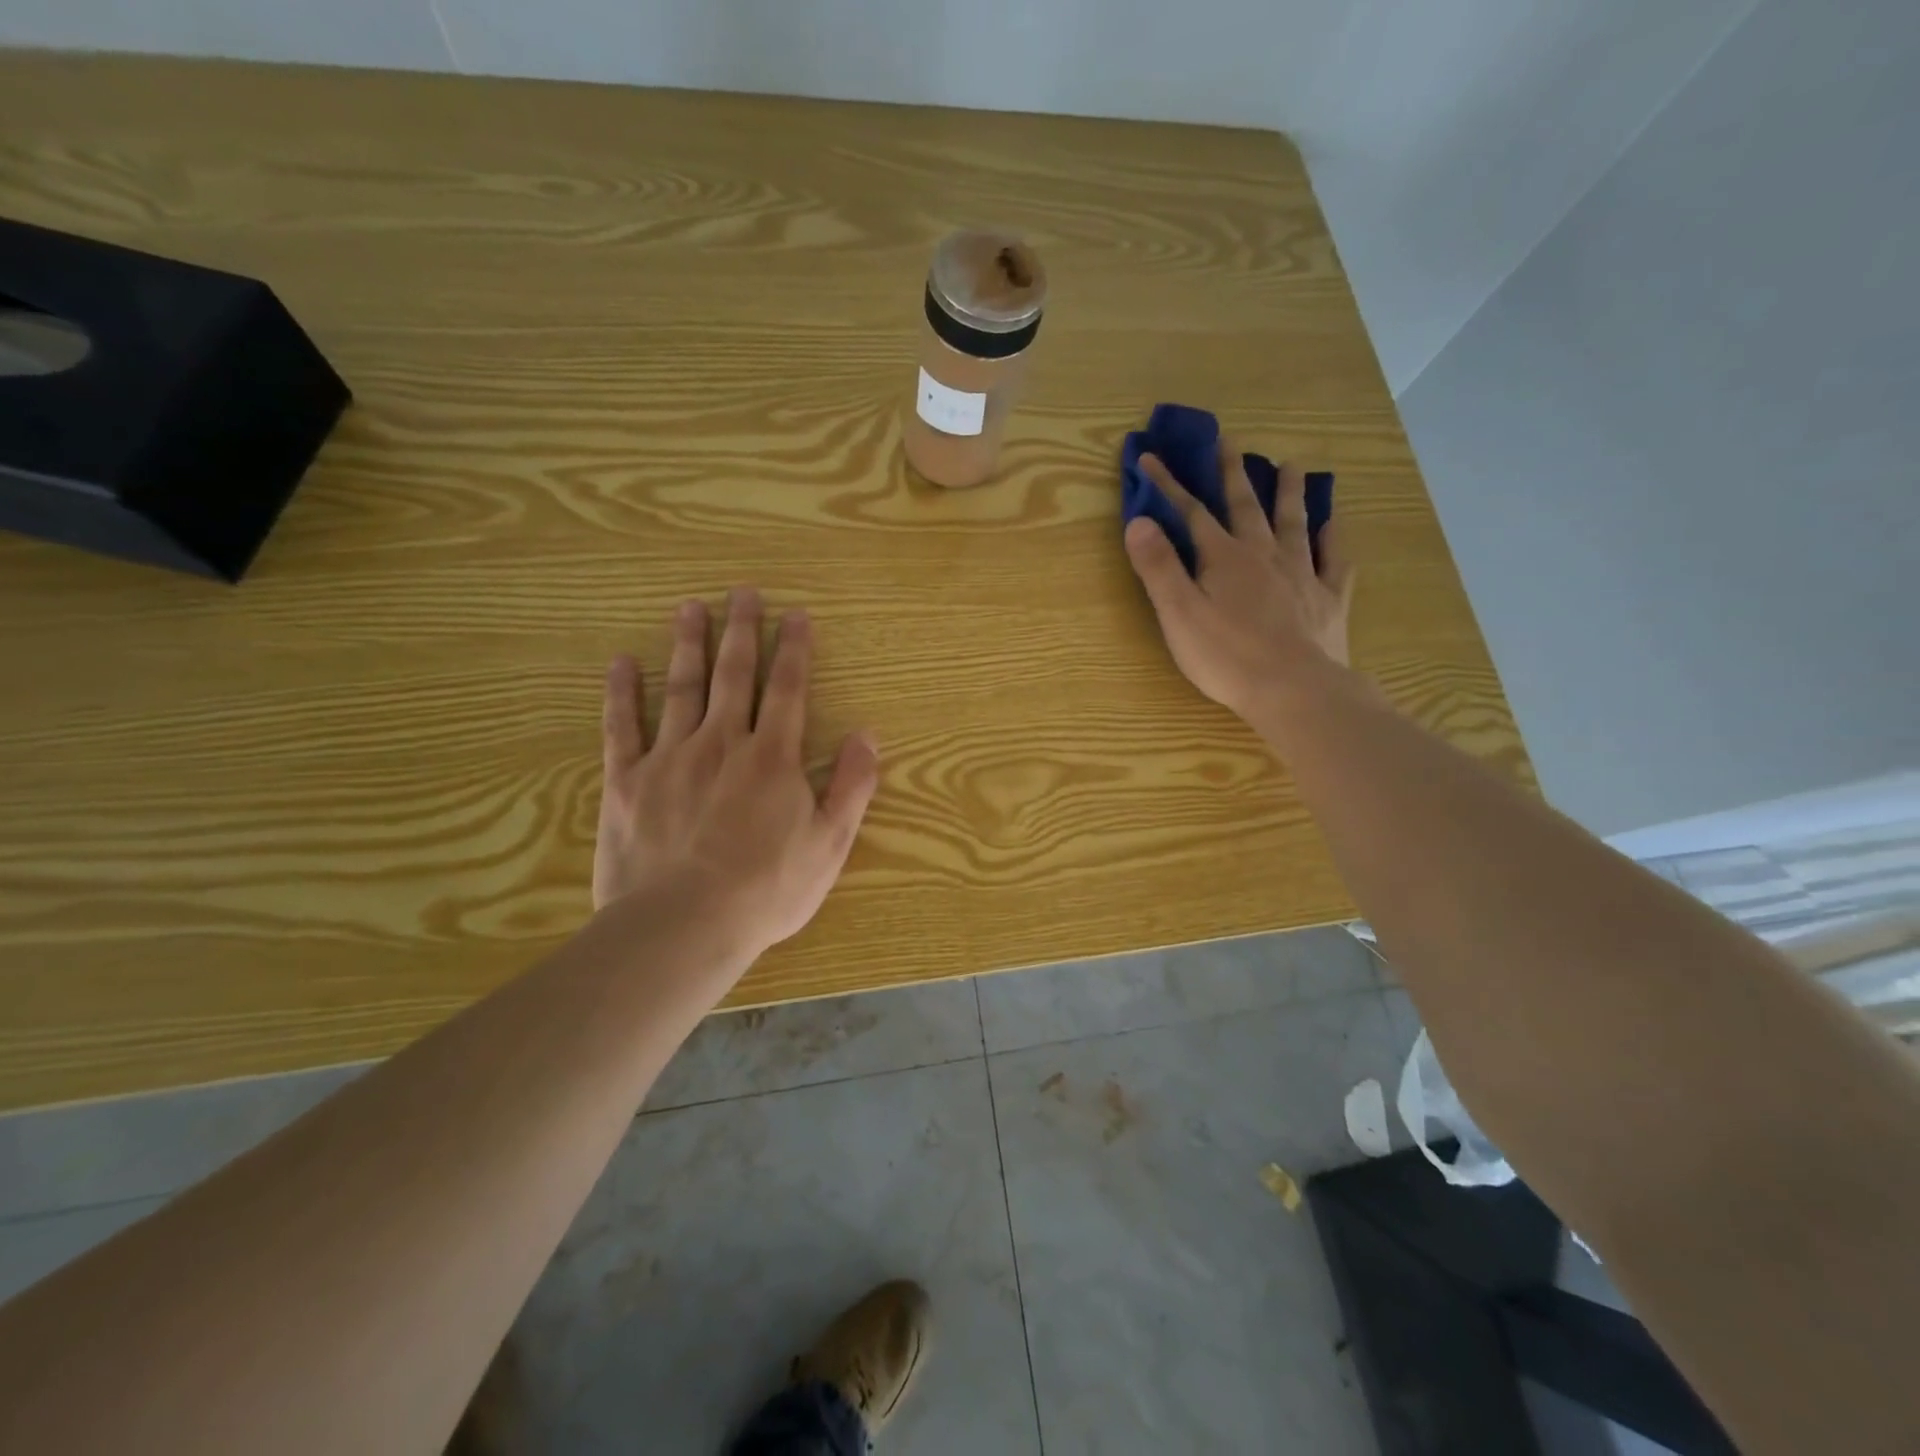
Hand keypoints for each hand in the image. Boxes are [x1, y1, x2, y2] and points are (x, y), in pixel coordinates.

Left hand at [594, 589, 879, 968]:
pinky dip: (621, 693)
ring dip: (688, 645)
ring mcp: (670, 758)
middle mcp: (722, 743)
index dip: (794, 650)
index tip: (795, 615)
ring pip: (681, 688)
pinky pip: (621, 727)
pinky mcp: (627, 781)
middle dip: (741, 631)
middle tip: (742, 592)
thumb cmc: (767, 889)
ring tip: (690, 608)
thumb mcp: (829, 844)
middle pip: (734, 675)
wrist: (683, 925)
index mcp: (772, 757)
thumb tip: (868, 734)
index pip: (788, 690)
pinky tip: (621, 662)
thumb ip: (852, 786)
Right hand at [1124, 443, 1356, 724]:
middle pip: (1247, 507)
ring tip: (1292, 466)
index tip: (1151, 458)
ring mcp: (1302, 575)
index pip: (1192, 513)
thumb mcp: (1178, 614)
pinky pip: (1334, 560)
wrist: (1294, 690)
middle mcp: (1265, 555)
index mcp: (1224, 558)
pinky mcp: (1328, 600)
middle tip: (1230, 441)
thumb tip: (1138, 521)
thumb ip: (1158, 567)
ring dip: (1289, 494)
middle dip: (1233, 473)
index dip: (1169, 485)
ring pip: (1295, 524)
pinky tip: (1334, 525)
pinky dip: (1334, 539)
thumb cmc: (1226, 656)